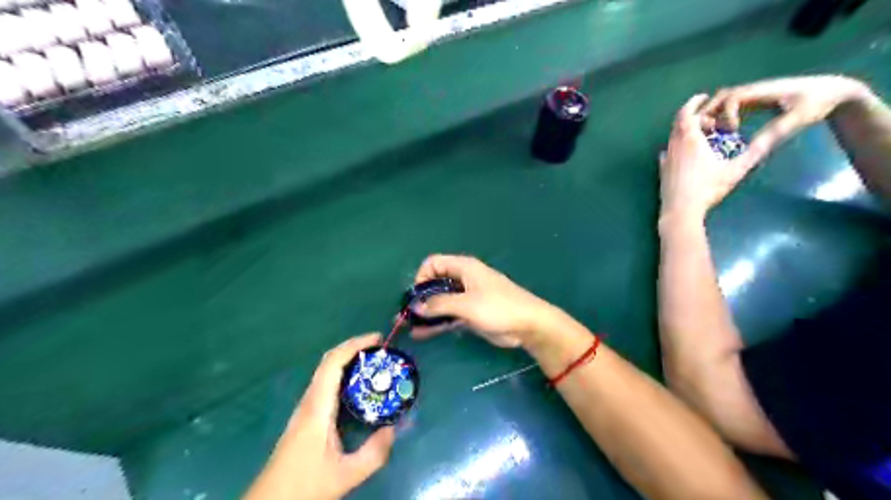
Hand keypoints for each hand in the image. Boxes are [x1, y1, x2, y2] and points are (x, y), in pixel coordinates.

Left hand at [244, 336, 394, 499]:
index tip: (378, 340)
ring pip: (326, 372)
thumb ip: (374, 454)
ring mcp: (305, 408)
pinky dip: (344, 376)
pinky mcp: (306, 417)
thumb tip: (393, 429)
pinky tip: (359, 389)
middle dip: (354, 348)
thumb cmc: (304, 487)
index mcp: (317, 408)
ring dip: (349, 361)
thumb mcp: (346, 475)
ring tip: (375, 365)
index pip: (333, 363)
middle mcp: (309, 401)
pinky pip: (326, 385)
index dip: (355, 345)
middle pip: (329, 362)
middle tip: (381, 350)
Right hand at [412, 255, 553, 347]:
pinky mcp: (470, 314)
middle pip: (435, 283)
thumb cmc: (498, 307)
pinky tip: (423, 333)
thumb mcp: (467, 304)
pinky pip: (448, 315)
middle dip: (421, 297)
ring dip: (427, 312)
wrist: (527, 325)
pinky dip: (437, 322)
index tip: (416, 296)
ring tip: (410, 326)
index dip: (422, 277)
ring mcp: (466, 297)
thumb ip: (440, 304)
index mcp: (463, 267)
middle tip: (408, 314)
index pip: (433, 263)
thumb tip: (415, 306)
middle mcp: (462, 279)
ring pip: (440, 301)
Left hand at [657, 94, 753, 221]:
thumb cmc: (708, 189)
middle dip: (691, 115)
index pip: (688, 113)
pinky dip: (677, 145)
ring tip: (701, 133)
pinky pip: (668, 151)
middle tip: (708, 116)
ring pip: (672, 137)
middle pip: (678, 123)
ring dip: (684, 130)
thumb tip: (780, 131)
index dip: (694, 103)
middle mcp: (674, 145)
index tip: (704, 97)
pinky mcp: (662, 170)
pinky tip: (685, 152)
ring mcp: (666, 158)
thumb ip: (757, 150)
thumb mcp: (737, 169)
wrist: (680, 211)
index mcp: (690, 140)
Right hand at [703, 75, 870, 169]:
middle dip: (709, 114)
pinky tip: (721, 132)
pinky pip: (728, 106)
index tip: (733, 131)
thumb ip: (774, 133)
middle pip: (721, 97)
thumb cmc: (816, 104)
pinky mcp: (753, 100)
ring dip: (712, 115)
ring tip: (711, 134)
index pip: (732, 98)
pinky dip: (719, 116)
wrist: (831, 90)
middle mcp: (753, 90)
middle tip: (709, 133)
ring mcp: (752, 94)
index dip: (725, 115)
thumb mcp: (798, 120)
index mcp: (762, 92)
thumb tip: (752, 149)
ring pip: (722, 100)